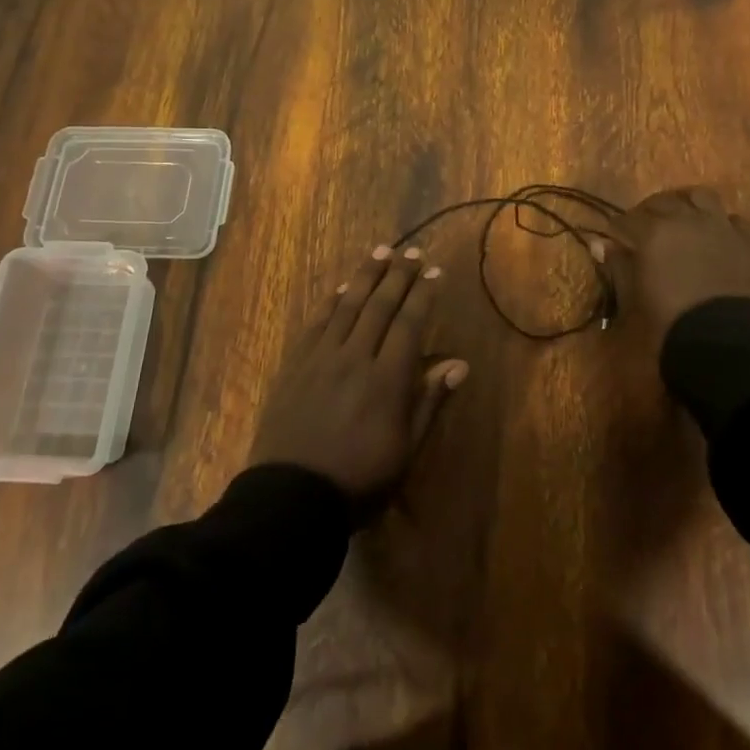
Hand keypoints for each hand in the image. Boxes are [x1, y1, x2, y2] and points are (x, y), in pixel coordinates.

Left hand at [250, 244, 468, 508]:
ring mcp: (321, 358)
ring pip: (348, 305)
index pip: (409, 324)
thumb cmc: (359, 481)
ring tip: (381, 251)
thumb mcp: (406, 451)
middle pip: (380, 306)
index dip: (423, 294)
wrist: (290, 498)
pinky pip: (317, 322)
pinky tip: (342, 288)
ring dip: (366, 276)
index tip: (434, 271)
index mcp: (387, 380)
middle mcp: (355, 358)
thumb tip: (458, 364)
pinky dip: (332, 301)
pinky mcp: (296, 364)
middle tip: (412, 251)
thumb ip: (429, 402)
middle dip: (398, 275)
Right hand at [606, 186, 749, 352]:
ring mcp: (720, 226)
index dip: (617, 229)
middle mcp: (685, 219)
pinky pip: (733, 219)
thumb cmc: (670, 323)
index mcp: (652, 233)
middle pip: (661, 202)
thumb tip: (600, 245)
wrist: (728, 341)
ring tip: (682, 217)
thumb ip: (618, 267)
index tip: (613, 238)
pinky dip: (721, 223)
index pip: (626, 220)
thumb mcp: (633, 298)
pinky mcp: (748, 240)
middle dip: (648, 212)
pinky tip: (717, 236)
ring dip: (687, 203)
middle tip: (643, 227)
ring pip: (700, 196)